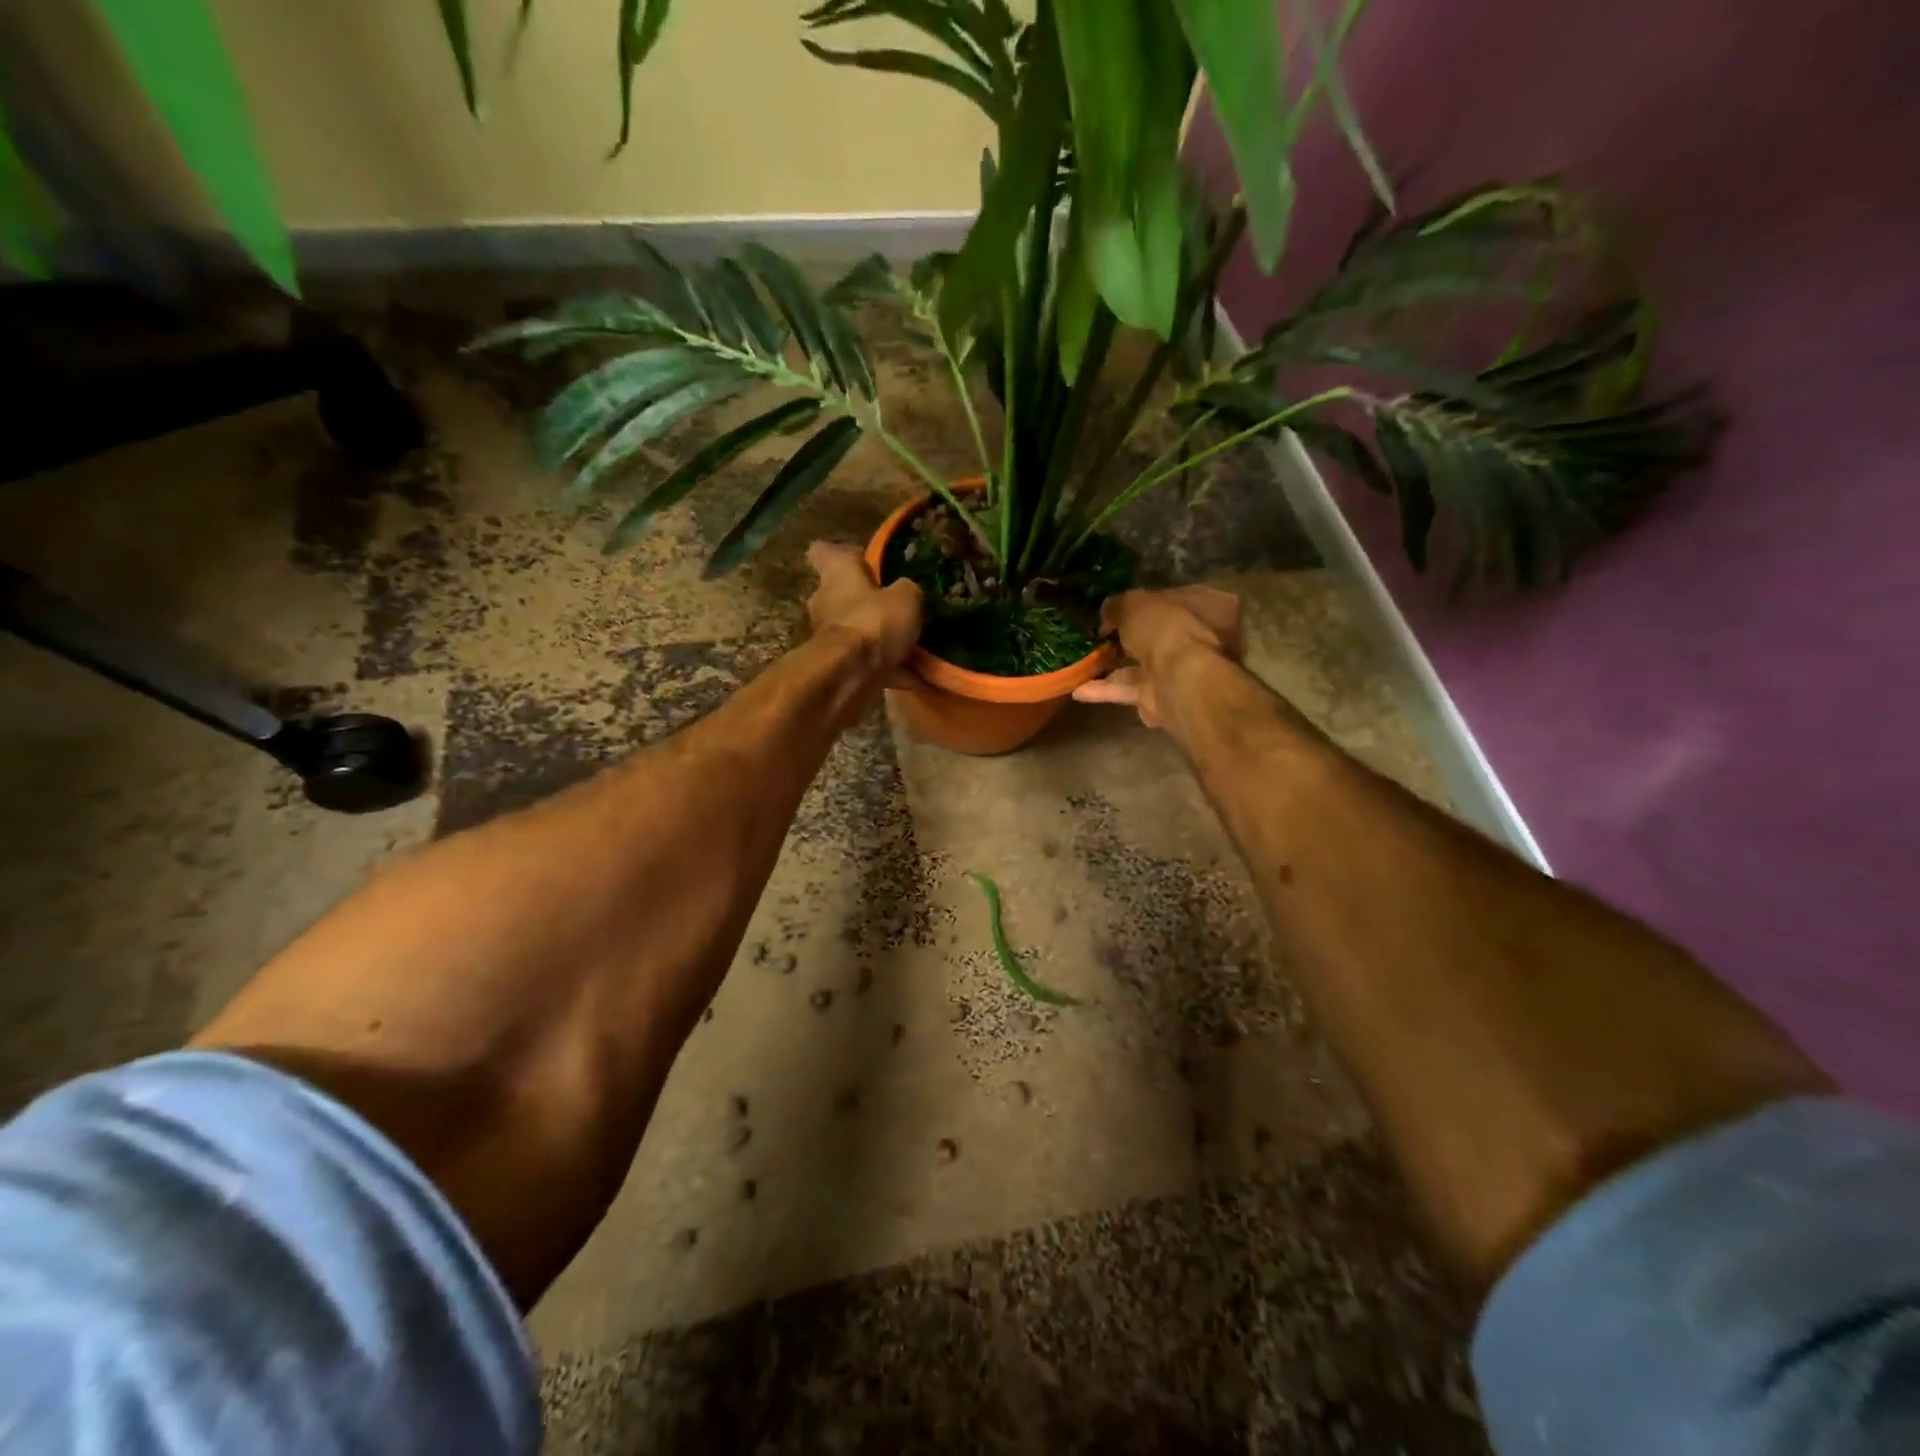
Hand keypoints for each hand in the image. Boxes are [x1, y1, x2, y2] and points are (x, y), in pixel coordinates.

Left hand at [805, 541, 922, 681]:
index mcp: (837, 574)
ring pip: (860, 631)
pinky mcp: (839, 666)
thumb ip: (907, 590)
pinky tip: (920, 676)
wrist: (851, 675)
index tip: (865, 559)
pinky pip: (870, 663)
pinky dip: (891, 669)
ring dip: (881, 637)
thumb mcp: (906, 597)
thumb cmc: (874, 621)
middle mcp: (826, 601)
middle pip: (845, 595)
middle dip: (869, 601)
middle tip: (900, 606)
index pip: (824, 552)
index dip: (845, 553)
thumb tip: (906, 591)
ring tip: (915, 644)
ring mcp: (830, 637)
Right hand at [1071, 585, 1241, 727]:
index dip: (1141, 604)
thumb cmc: (1166, 629)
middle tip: (1097, 637)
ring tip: (1081, 664)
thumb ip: (1118, 606)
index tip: (1113, 611)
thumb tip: (1107, 612)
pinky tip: (1078, 690)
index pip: (1169, 599)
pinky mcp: (1165, 699)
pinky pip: (1132, 690)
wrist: (1183, 681)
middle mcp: (1198, 637)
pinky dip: (1107, 691)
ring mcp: (1182, 671)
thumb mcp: (1134, 604)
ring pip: (1142, 665)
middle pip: (1156, 635)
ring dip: (1112, 667)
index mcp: (1202, 604)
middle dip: (1126, 638)